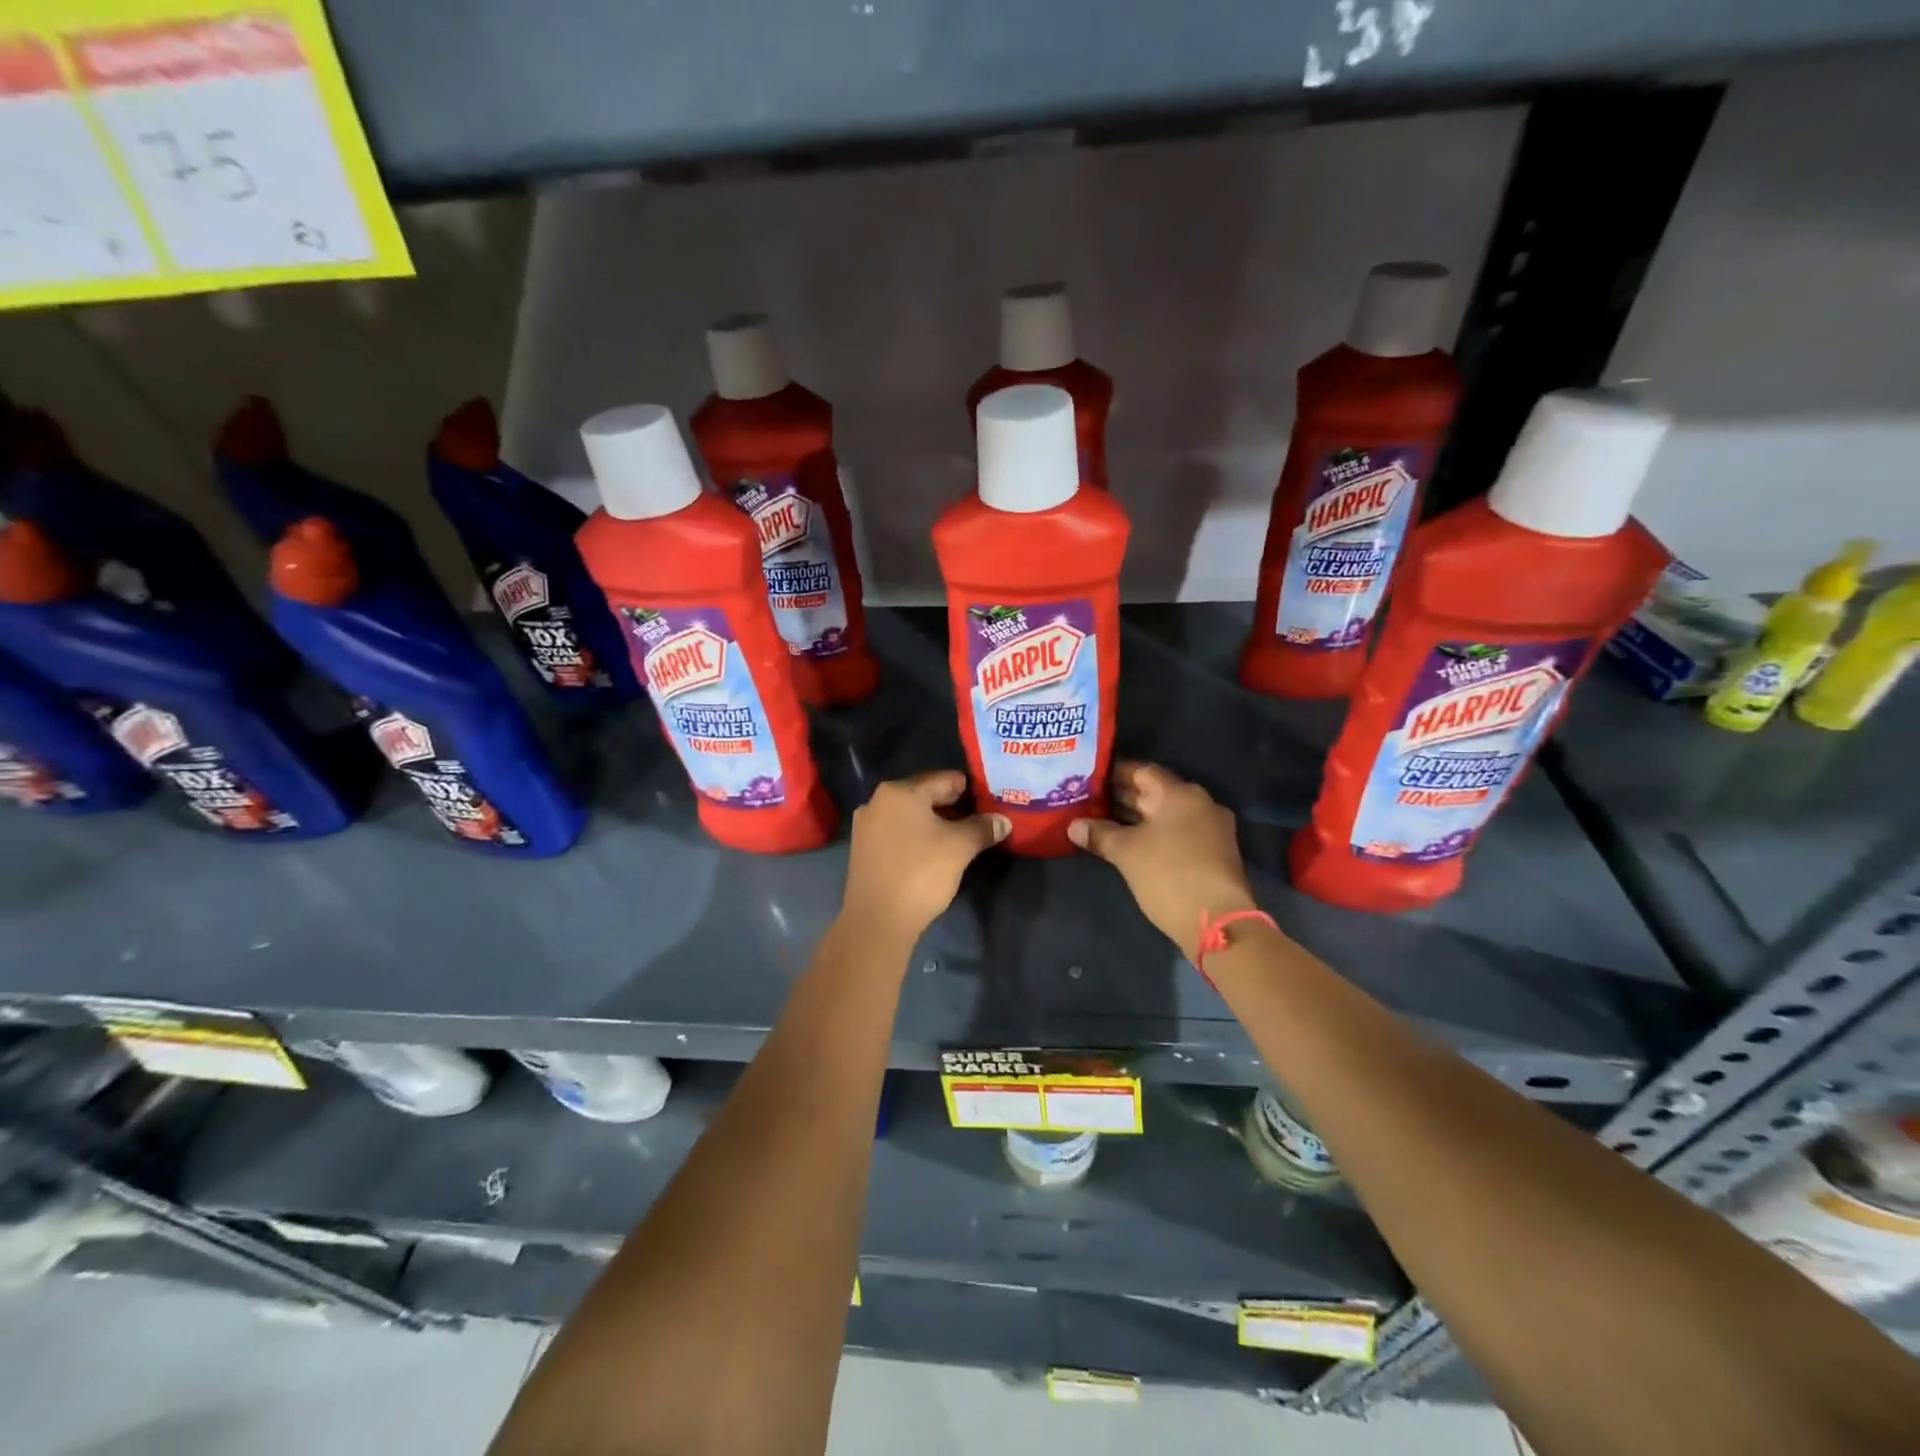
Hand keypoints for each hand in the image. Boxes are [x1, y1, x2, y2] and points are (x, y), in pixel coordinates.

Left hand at [841, 770, 1008, 940]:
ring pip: (910, 815)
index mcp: (900, 791)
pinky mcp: (863, 849)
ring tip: (960, 837)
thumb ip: (982, 828)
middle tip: (979, 819)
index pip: (944, 779)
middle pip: (925, 795)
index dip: (970, 789)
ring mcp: (866, 825)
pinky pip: (897, 832)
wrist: (877, 920)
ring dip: (935, 823)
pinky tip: (934, 852)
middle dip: (952, 806)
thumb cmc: (920, 873)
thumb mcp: (960, 847)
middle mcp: (878, 801)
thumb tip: (1003, 821)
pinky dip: (917, 836)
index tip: (989, 800)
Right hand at [1069, 762, 1259, 961]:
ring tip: (1105, 821)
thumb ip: (1099, 834)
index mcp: (1179, 793)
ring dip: (1138, 817)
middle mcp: (1199, 802)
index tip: (1090, 779)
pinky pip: (1179, 831)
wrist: (1217, 921)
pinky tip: (1133, 843)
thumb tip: (1073, 826)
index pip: (1142, 771)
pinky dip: (1156, 832)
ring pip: (1167, 813)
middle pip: (1156, 792)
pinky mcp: (1214, 851)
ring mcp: (1211, 827)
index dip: (1114, 774)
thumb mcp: (1126, 853)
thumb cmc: (1168, 875)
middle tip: (1091, 801)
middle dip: (1123, 796)